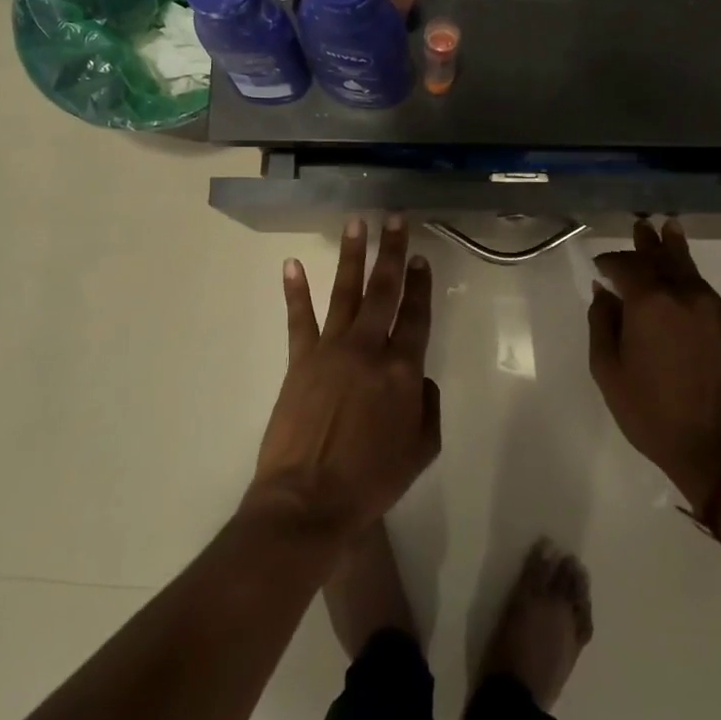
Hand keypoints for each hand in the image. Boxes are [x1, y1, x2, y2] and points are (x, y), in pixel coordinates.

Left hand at [246, 216, 439, 539]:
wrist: (309, 500)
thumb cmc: (371, 480)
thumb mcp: (421, 450)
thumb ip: (428, 407)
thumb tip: (421, 377)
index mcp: (403, 370)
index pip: (416, 315)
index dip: (420, 284)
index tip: (421, 257)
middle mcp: (369, 349)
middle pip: (384, 291)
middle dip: (392, 252)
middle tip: (395, 220)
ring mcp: (331, 350)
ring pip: (345, 292)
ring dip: (351, 256)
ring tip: (356, 224)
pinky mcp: (300, 360)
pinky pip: (298, 319)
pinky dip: (295, 291)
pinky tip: (292, 264)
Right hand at [589, 218, 720, 513]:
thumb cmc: (655, 416)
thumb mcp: (609, 373)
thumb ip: (602, 324)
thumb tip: (604, 292)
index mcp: (651, 303)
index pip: (627, 265)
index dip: (611, 261)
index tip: (600, 264)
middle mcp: (688, 296)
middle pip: (665, 258)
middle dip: (648, 243)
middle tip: (642, 226)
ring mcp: (720, 311)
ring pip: (692, 273)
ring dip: (676, 254)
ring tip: (669, 231)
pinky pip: (711, 299)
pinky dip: (694, 290)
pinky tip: (688, 294)